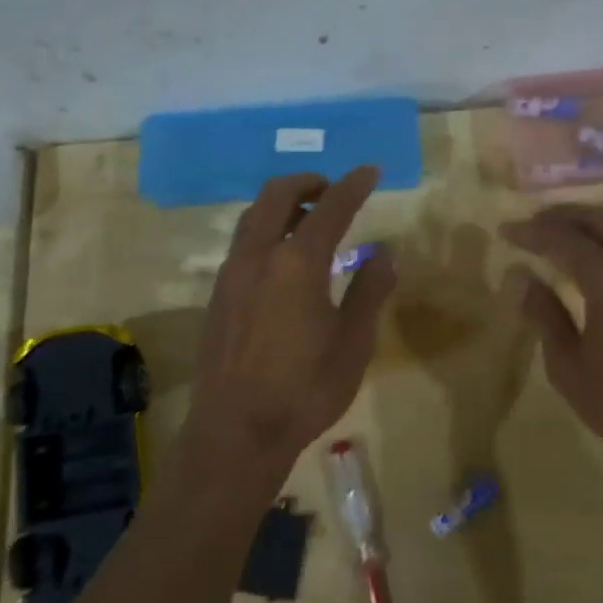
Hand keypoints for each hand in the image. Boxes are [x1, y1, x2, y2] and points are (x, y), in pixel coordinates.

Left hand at [182, 168, 395, 496]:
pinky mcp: (218, 296)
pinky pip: (242, 245)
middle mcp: (258, 257)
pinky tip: (282, 262)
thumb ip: (369, 292)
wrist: (237, 431)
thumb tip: (384, 256)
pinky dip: (266, 232)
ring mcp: (231, 275)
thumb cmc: (305, 389)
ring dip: (282, 206)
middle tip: (331, 189)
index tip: (370, 172)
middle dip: (306, 183)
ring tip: (309, 221)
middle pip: (276, 196)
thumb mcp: (353, 343)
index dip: (353, 186)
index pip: (330, 208)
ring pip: (253, 218)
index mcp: (297, 263)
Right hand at [501, 204, 602, 481]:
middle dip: (561, 217)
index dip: (531, 232)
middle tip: (531, 224)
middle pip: (598, 221)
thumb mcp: (569, 366)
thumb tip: (518, 276)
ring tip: (566, 228)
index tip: (505, 231)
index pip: (563, 240)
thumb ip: (544, 315)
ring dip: (592, 219)